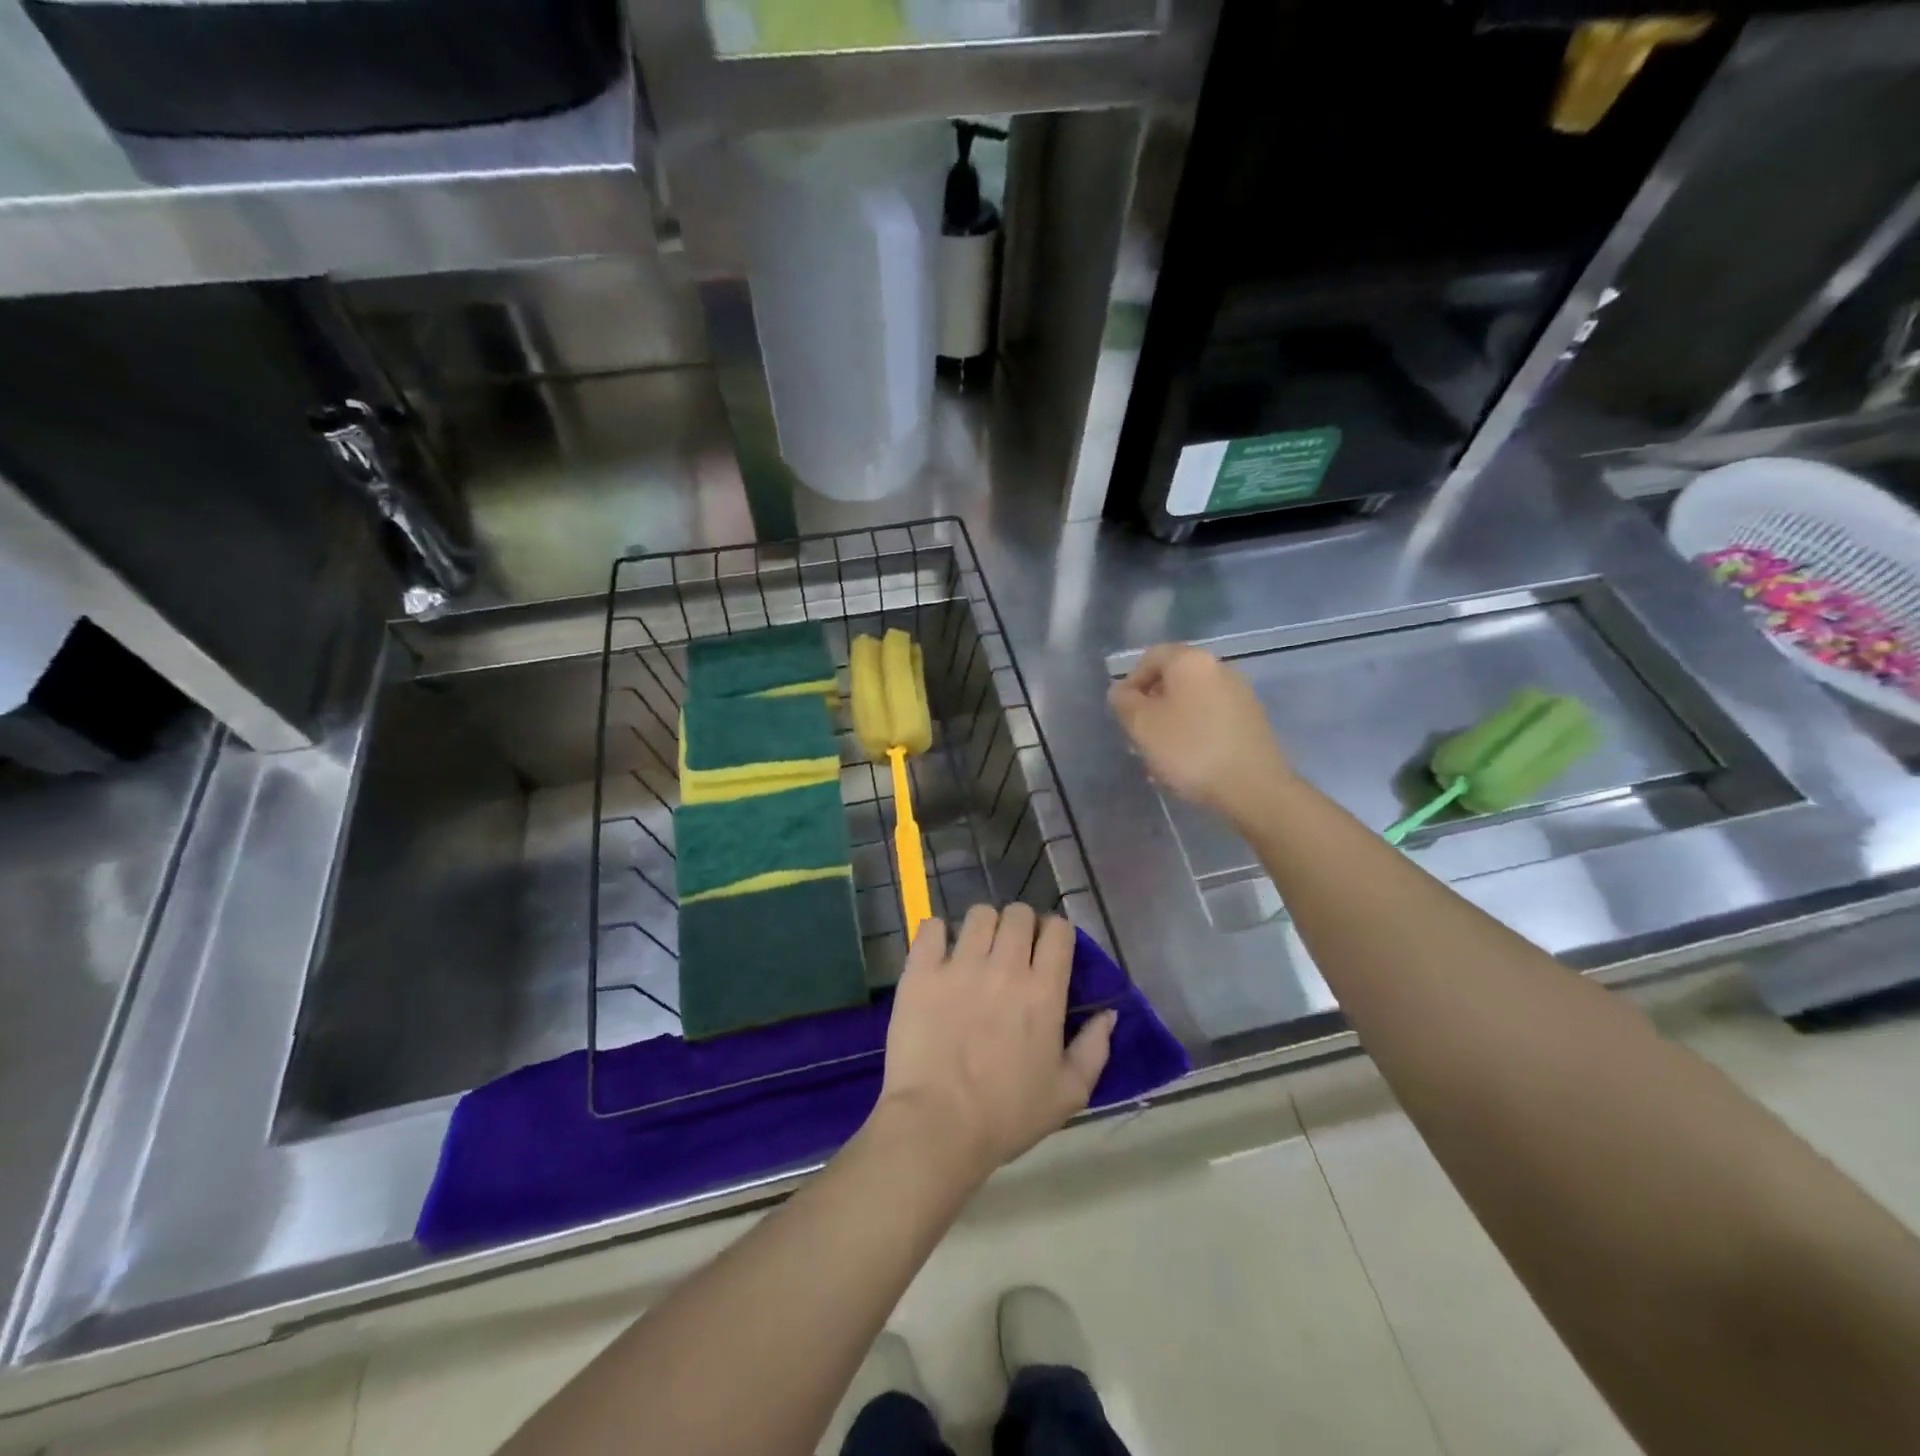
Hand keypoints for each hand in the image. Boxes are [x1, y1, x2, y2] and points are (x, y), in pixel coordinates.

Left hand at [876, 905, 1114, 1182]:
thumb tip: (1109, 1014)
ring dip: (983, 927)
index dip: (1055, 934)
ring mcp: (959, 965)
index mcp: (1044, 991)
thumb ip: (1095, 1049)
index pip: (1058, 929)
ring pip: (978, 914)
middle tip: (1012, 952)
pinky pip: (931, 926)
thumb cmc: (1007, 1116)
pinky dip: (937, 934)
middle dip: (1020, 926)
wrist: (937, 1126)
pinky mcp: (921, 971)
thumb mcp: (1068, 1094)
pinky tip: (939, 954)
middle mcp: (1004, 967)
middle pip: (1018, 913)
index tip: (1047, 951)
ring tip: (976, 952)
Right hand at [1108, 643, 1293, 818]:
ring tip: (1161, 754)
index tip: (1123, 714)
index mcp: (1190, 661)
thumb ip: (1124, 703)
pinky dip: (1193, 731)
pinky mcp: (1251, 719)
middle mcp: (1218, 667)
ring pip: (1191, 700)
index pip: (1150, 657)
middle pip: (1173, 678)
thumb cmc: (1190, 750)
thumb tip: (1121, 691)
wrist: (1253, 787)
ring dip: (1171, 721)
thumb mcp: (1142, 726)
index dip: (1130, 683)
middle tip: (1139, 736)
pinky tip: (1188, 761)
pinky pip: (1211, 717)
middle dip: (1151, 705)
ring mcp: (1239, 693)